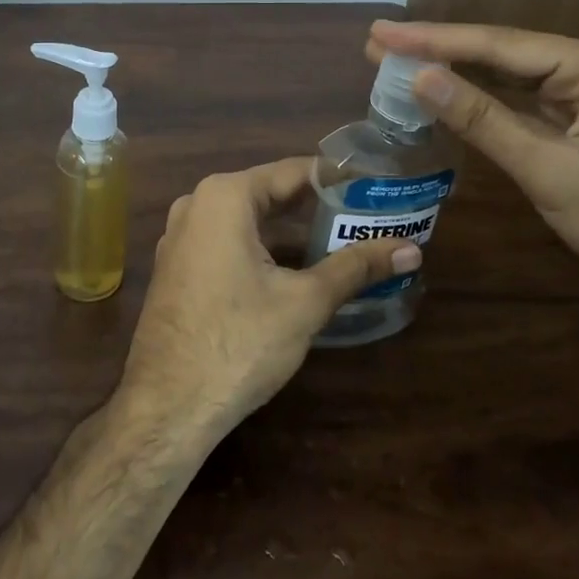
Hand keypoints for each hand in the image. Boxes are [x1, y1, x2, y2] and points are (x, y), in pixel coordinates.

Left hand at [119, 157, 419, 440]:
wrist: (167, 407)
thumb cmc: (239, 342)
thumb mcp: (305, 302)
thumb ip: (356, 267)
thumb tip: (411, 250)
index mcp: (224, 197)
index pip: (293, 172)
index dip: (338, 179)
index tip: (376, 186)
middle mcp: (196, 204)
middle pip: (270, 194)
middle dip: (317, 207)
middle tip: (368, 216)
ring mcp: (181, 237)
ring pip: (249, 221)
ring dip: (292, 231)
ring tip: (343, 240)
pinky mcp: (177, 267)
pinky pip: (228, 242)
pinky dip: (263, 249)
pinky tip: (297, 269)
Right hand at [368, 21, 578, 328]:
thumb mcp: (550, 169)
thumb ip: (483, 119)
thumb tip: (421, 77)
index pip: (497, 45)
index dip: (433, 39)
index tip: (381, 32)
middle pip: (500, 54)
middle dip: (438, 50)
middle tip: (377, 44)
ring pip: (507, 80)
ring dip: (455, 75)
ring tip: (397, 63)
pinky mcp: (578, 131)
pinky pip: (519, 108)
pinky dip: (480, 105)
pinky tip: (445, 97)